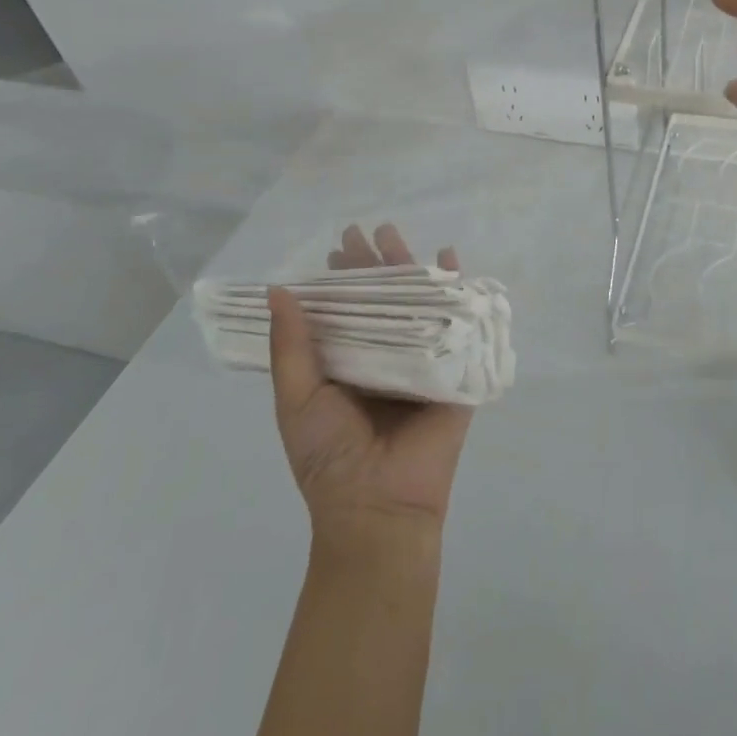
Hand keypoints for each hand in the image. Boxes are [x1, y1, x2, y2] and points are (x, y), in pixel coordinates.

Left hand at [268, 224, 471, 551]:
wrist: (377, 505)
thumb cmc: (329, 455)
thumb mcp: (298, 398)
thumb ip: (291, 346)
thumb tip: (278, 290)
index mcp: (350, 364)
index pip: (347, 309)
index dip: (342, 278)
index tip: (338, 247)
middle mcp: (386, 356)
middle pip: (385, 300)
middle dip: (378, 264)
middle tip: (371, 229)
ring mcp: (422, 361)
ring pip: (419, 306)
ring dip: (412, 269)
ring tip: (400, 236)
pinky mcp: (455, 371)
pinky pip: (458, 326)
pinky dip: (459, 292)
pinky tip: (453, 261)